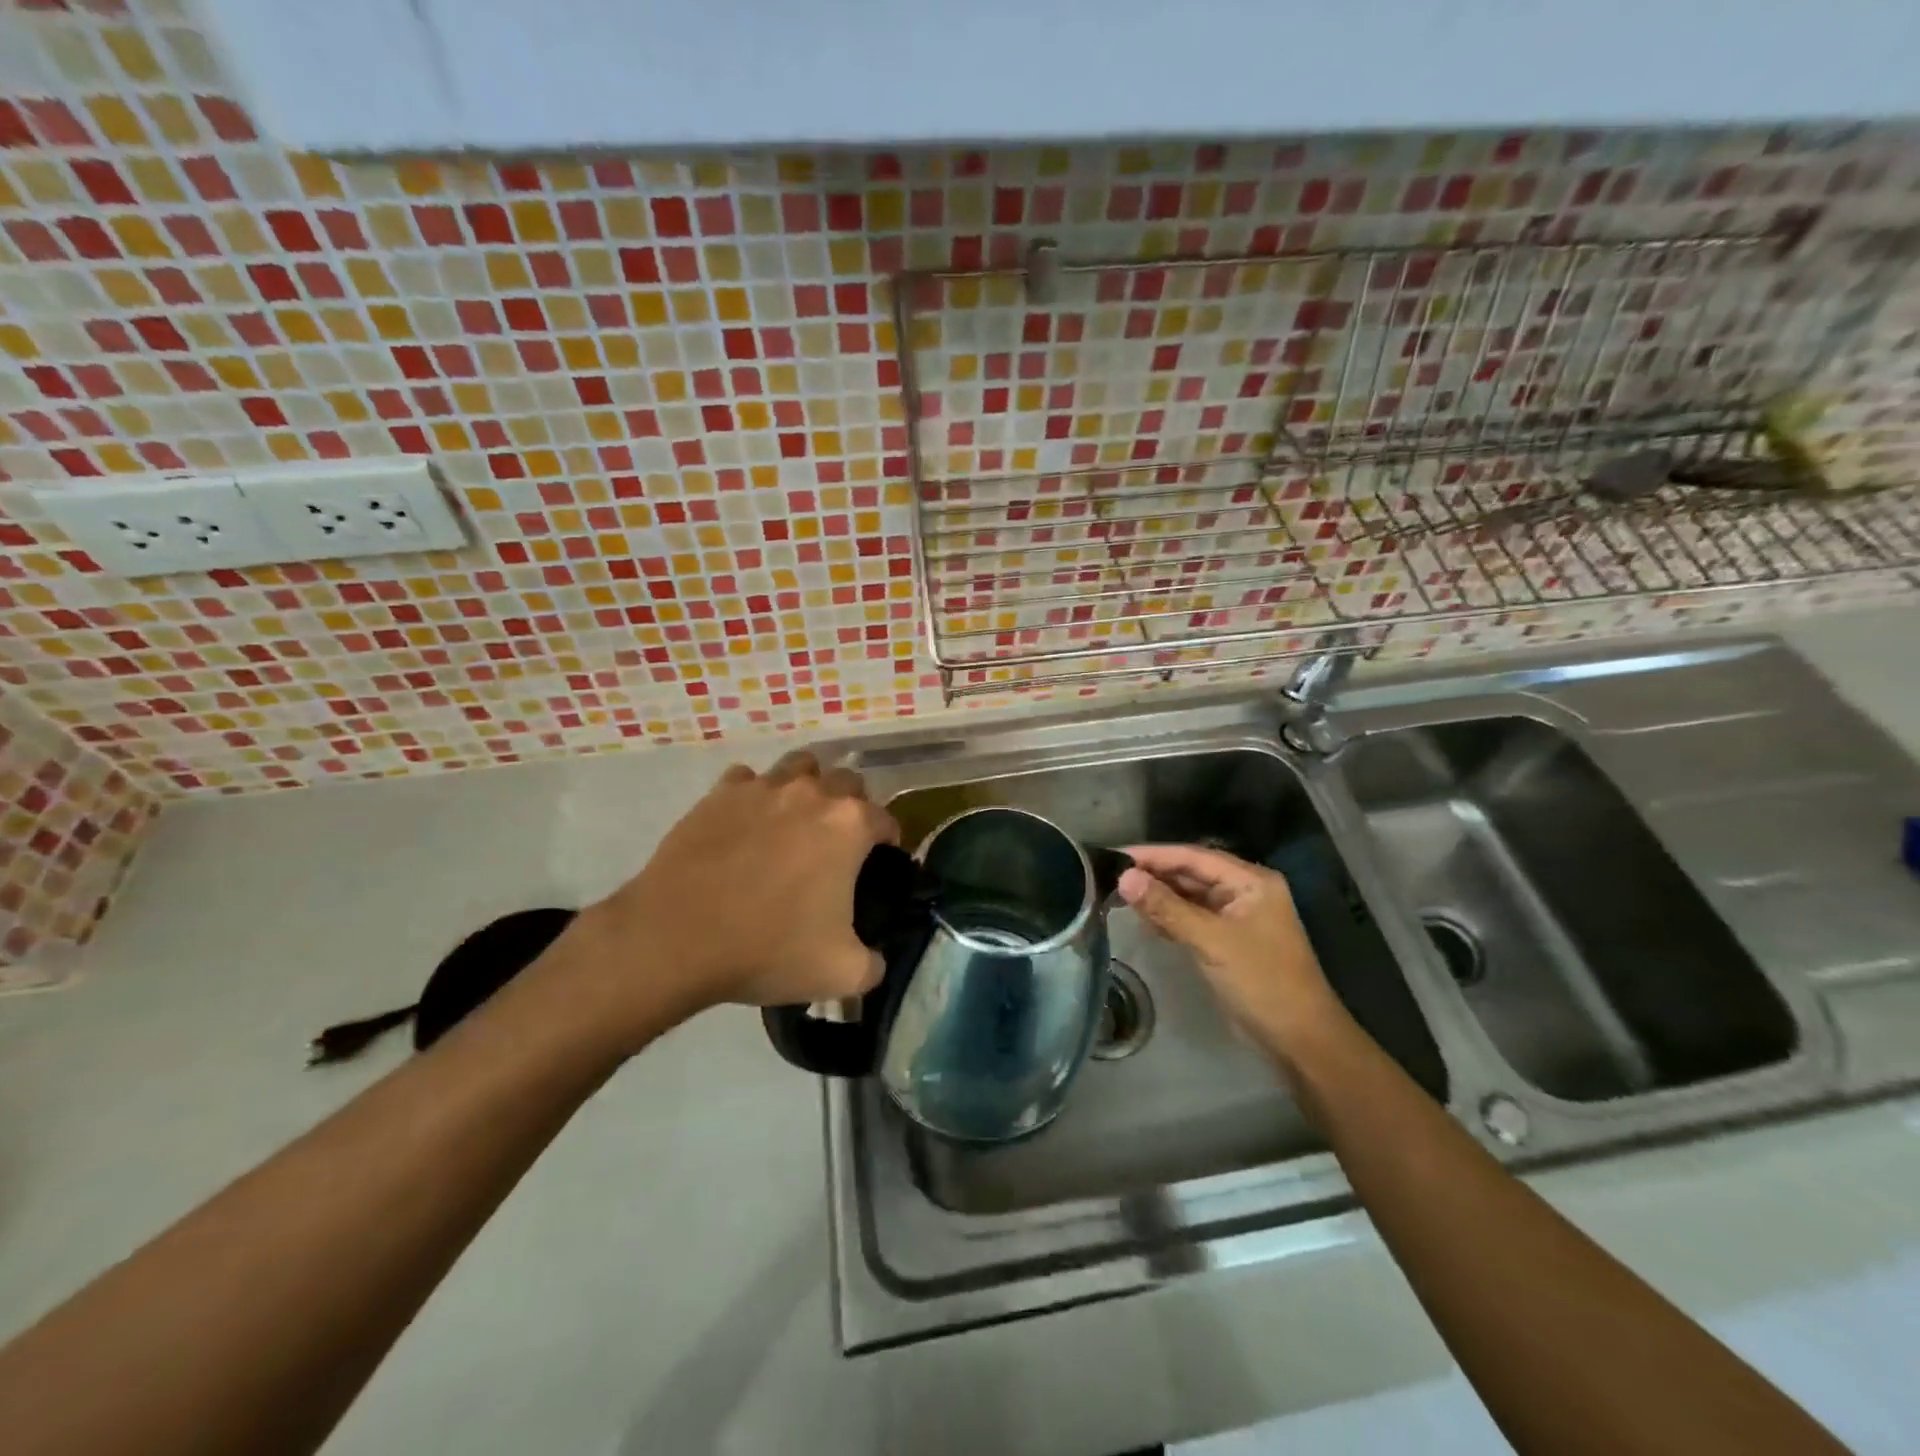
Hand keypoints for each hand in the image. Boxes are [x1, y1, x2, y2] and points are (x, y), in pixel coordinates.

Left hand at [561, 751, 898, 1044]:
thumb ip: (873, 964)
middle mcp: (811, 793)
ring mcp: (762, 788)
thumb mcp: (841, 973)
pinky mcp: (720, 794)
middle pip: (847, 781)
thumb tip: (875, 960)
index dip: (888, 842)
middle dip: (852, 806)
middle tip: (839, 843)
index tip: (879, 863)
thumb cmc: (767, 949)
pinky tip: (747, 825)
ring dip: (808, 787)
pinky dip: (755, 796)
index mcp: (849, 825)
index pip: (886, 820)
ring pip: (799, 766)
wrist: (675, 938)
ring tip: (797, 821)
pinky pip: (748, 780)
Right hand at [1118, 844, 1350, 1058]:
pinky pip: (1191, 918)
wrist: (1300, 1039)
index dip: (1153, 854)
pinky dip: (1169, 917)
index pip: (1193, 856)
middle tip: (1109, 876)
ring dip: (1158, 896)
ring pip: (1188, 896)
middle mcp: (1243, 891)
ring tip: (1118, 895)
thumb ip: (1167, 907)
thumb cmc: (1262, 982)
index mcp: (1250, 881)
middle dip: (1153, 874)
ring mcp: (1235, 916)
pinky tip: (1144, 920)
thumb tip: (1125, 876)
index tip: (1115, 855)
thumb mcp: (1211, 941)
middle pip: (1190, 873)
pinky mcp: (1226, 940)